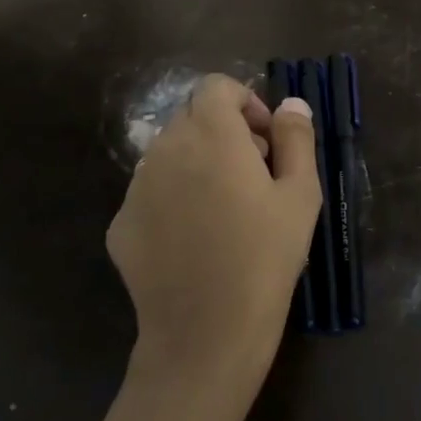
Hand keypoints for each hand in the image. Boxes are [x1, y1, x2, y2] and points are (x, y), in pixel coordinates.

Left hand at [107, 75, 320, 394]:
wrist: (205, 333)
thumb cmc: (265, 257)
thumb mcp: (300, 195)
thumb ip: (296, 138)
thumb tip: (291, 103)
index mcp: (210, 134)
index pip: (216, 87)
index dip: (246, 103)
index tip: (267, 140)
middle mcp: (165, 149)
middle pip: (192, 118)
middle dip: (225, 132)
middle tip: (255, 175)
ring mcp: (136, 188)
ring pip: (169, 154)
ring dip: (198, 162)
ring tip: (226, 209)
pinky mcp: (121, 224)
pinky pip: (151, 192)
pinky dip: (174, 198)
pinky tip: (195, 240)